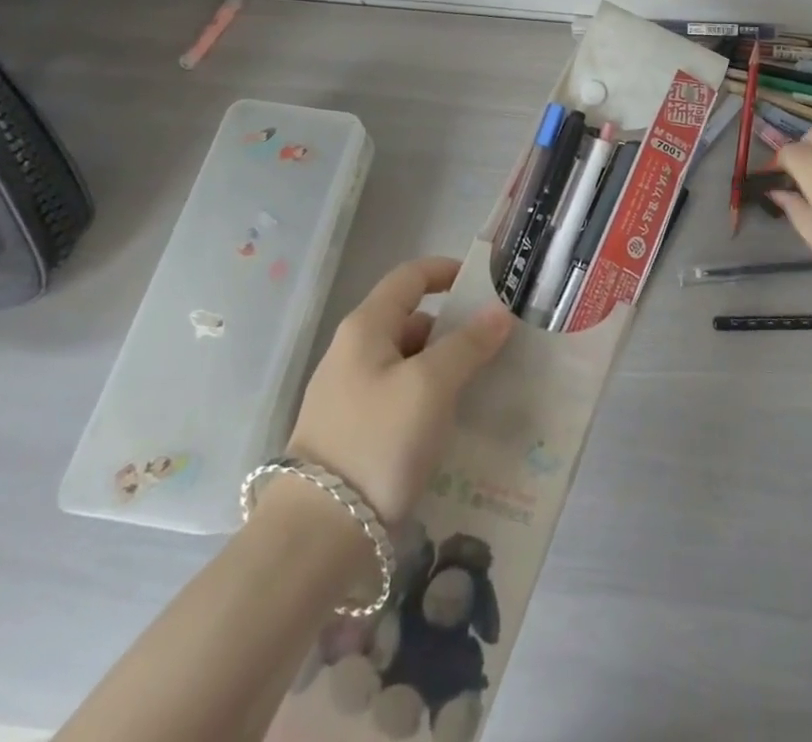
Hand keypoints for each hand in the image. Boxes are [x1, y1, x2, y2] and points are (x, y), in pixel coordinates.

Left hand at [286, 257, 511, 524]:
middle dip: (455, 328)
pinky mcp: (350, 433)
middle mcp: (352, 352)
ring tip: (484, 388)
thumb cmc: (376, 442)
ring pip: (407, 363)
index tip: (487, 285)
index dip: (448, 271)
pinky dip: (428, 400)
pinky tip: (451, 426)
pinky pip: (399, 399)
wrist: (313, 539)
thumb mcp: (431, 386)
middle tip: (497, 346)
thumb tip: (499, 312)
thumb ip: (468, 344)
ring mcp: (347, 395)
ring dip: (444, 368)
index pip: (410, 276)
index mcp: (366, 327)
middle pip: (411, 320)